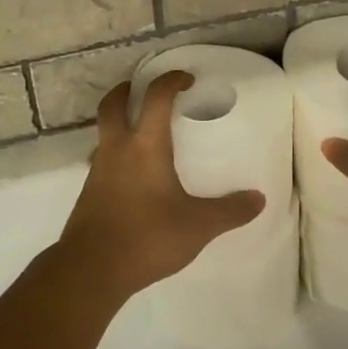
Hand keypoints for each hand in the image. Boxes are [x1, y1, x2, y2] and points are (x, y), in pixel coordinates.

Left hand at [57, 72, 265, 296]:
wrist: (91, 269)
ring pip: (103, 132)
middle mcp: (118, 149)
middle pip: (112, 104)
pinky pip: (102, 159)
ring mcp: (98, 170)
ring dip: (117, 123)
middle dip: (125, 90)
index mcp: (145, 145)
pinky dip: (114, 153)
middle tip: (140, 89)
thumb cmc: (147, 236)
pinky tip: (130, 175)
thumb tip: (258, 199)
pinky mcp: (89, 192)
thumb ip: (229, 211)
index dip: (171, 80)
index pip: (156, 97)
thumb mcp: (198, 226)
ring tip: (138, 133)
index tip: (186, 79)